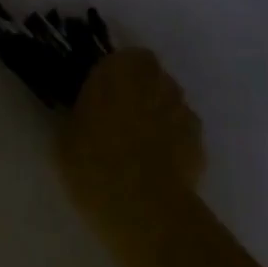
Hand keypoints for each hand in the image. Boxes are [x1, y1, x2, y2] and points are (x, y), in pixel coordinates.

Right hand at [57, 49, 204, 246]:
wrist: (143, 208)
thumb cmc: (94, 161)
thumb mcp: (66, 133)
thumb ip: (80, 112)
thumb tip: (85, 113)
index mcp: (122, 67)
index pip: (121, 58)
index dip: (113, 77)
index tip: (100, 98)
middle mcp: (157, 79)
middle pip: (150, 79)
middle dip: (139, 94)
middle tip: (118, 122)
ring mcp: (183, 111)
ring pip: (169, 105)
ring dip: (158, 117)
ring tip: (139, 150)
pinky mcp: (201, 144)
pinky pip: (183, 135)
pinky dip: (174, 145)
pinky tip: (158, 170)